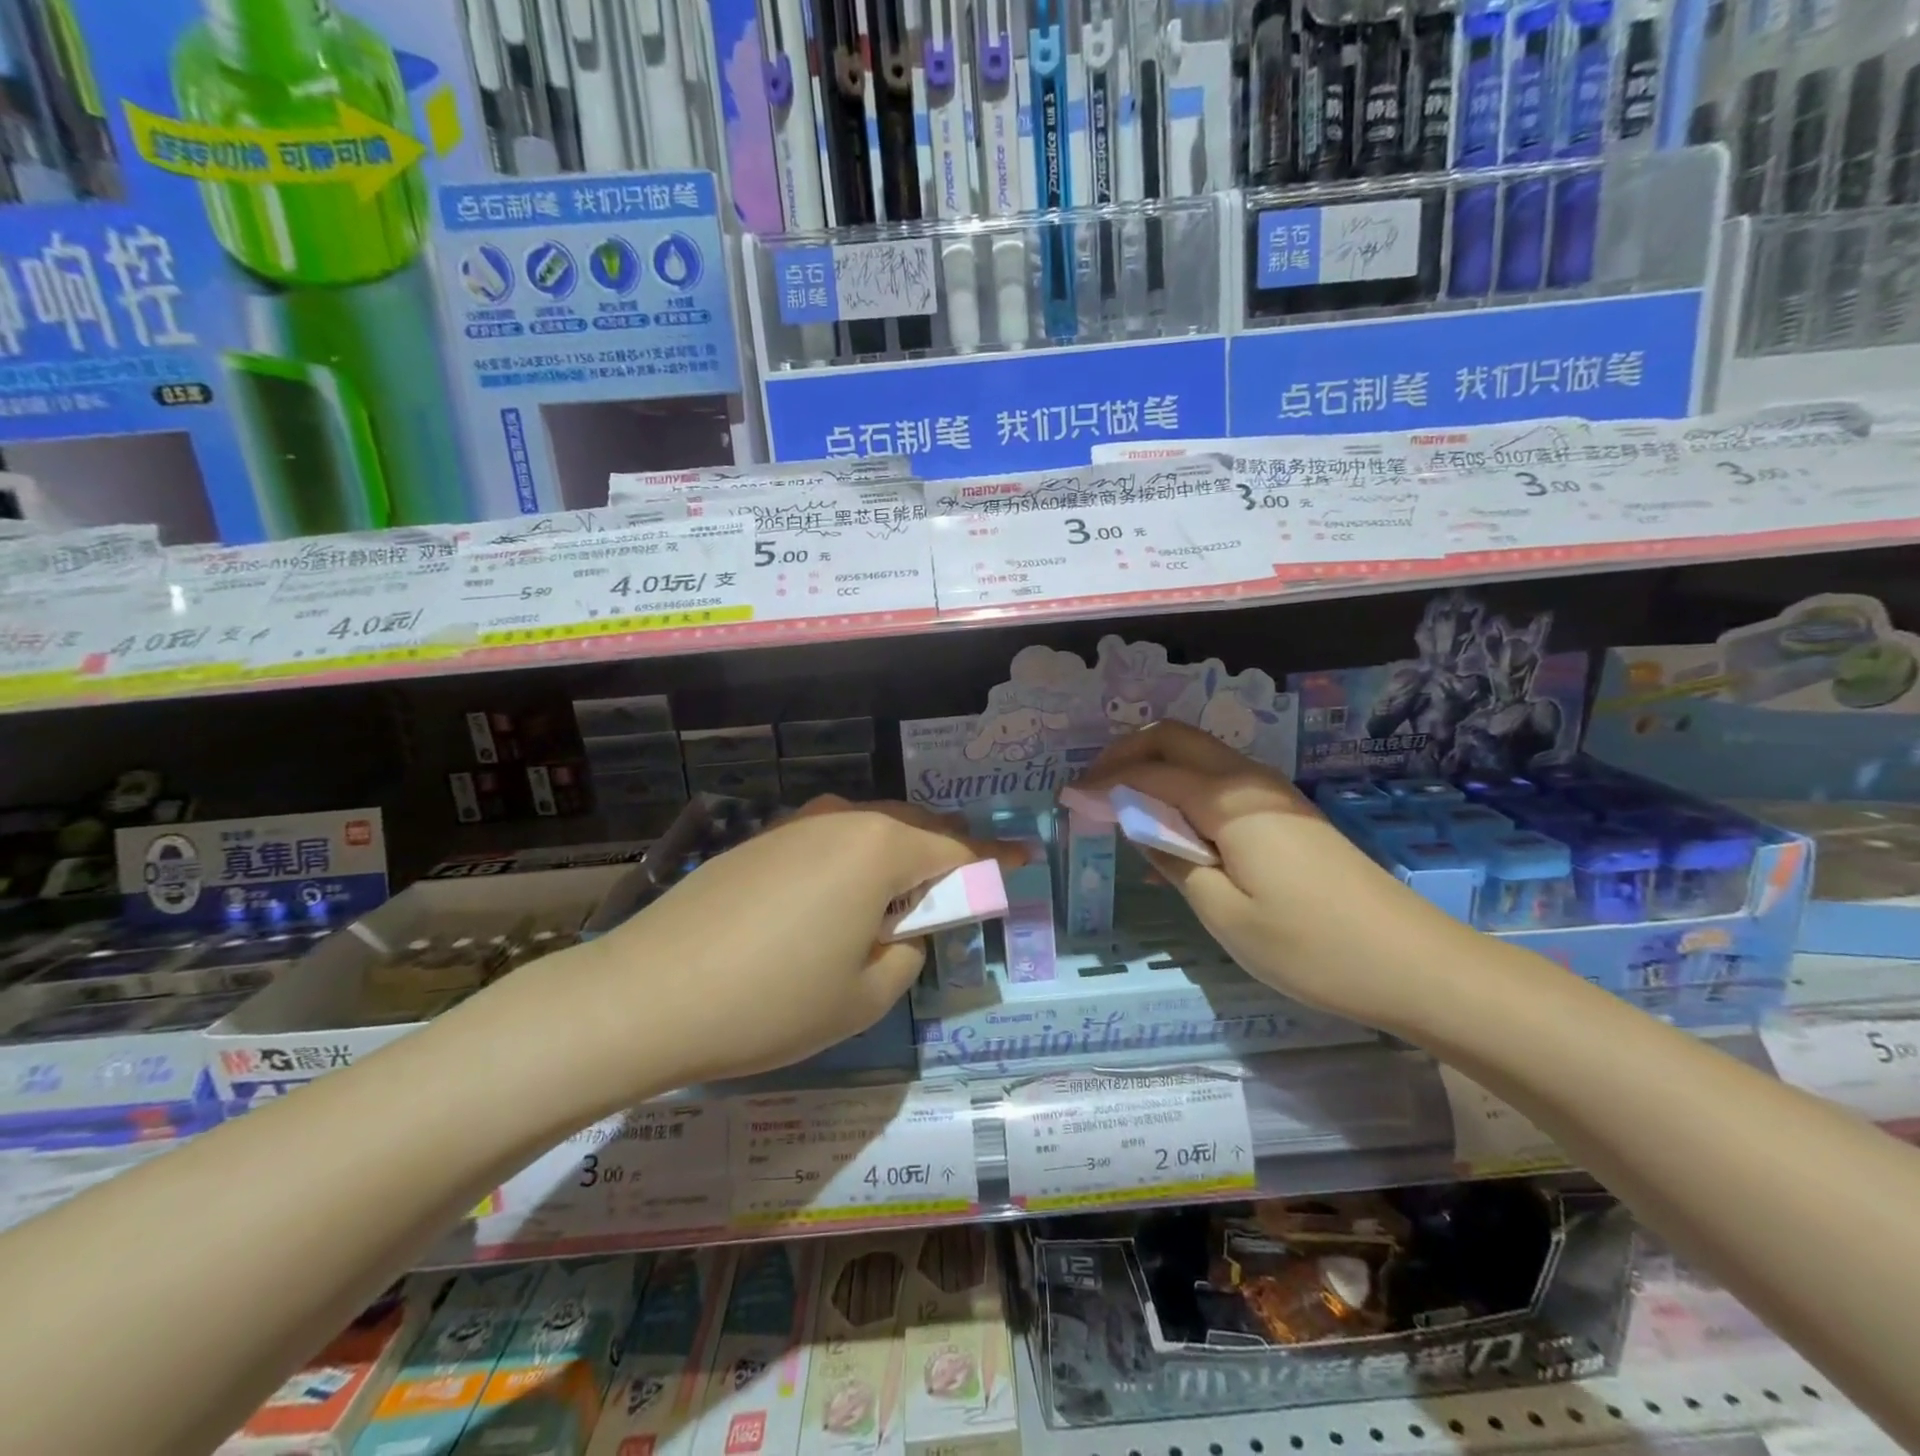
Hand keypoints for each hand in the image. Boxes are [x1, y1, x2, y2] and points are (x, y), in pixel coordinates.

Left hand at [531, 799, 1020, 1092]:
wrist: (645, 995)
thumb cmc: (771, 1002)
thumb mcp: (865, 995)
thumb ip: (907, 950)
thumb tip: (904, 926)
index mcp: (880, 848)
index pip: (958, 850)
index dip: (995, 861)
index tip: (1024, 860)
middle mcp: (842, 817)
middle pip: (915, 827)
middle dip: (947, 854)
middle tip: (961, 891)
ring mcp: (796, 823)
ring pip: (871, 828)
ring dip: (898, 856)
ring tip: (902, 899)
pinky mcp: (761, 839)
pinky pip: (831, 837)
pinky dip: (855, 858)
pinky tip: (841, 896)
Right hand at [1079, 722, 1466, 1027]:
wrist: (1412, 964)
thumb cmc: (1309, 947)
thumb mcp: (1223, 913)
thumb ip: (1172, 858)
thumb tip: (1137, 824)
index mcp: (1230, 801)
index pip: (1151, 773)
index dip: (1105, 782)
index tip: (1068, 799)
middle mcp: (1251, 781)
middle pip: (1177, 739)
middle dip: (1128, 754)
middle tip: (1094, 790)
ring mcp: (1275, 794)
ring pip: (1201, 756)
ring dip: (1157, 767)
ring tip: (1123, 806)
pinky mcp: (1288, 814)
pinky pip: (1222, 783)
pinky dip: (1184, 788)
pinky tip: (1172, 829)